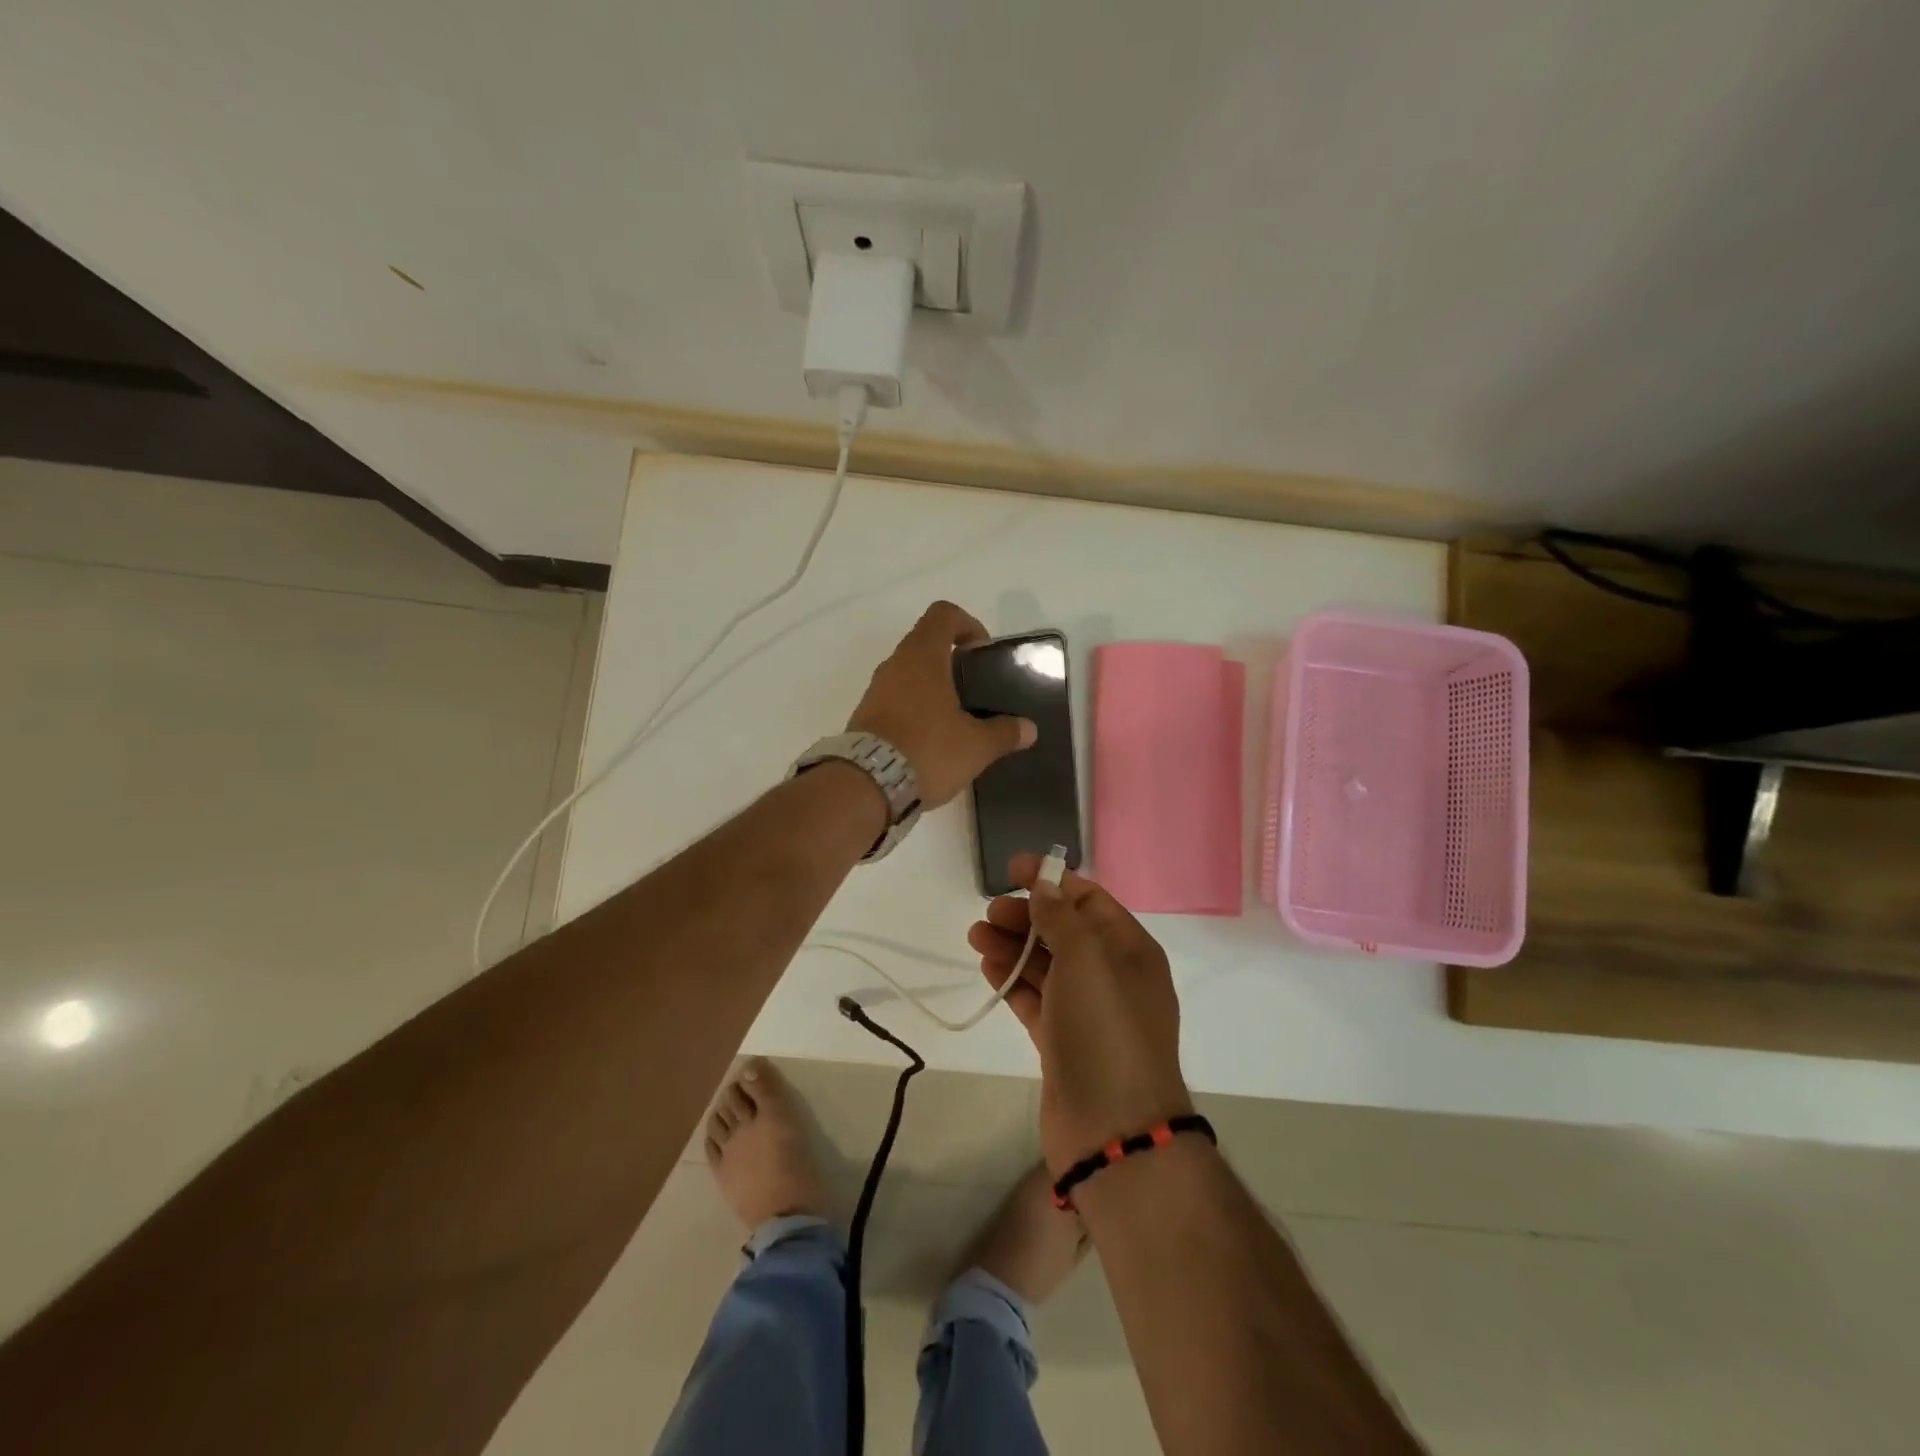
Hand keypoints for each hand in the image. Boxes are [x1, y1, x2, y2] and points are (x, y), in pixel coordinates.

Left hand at [847, 601, 1035, 807]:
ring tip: (956, 718)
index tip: (982, 652)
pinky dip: (914, 707)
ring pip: (908, 672)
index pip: (943, 614)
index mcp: (923, 657)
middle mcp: (895, 664)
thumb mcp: (976, 746)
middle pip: (925, 642)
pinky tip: (931, 738)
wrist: (866, 786)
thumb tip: (1029, 729)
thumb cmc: (927, 751)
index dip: (967, 624)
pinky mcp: (865, 715)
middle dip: (952, 659)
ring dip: (932, 685)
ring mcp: (875, 690)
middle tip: (975, 689)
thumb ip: (1005, 733)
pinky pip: (894, 698)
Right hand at [967, 854, 1193, 1173]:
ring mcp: (1088, 1012)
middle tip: (989, 913)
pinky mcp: (1064, 1042)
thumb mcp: (1086, 959)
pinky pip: (1036, 999)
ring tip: (976, 936)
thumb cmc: (1105, 1030)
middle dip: (1026, 916)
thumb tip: (1046, 882)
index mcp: (1130, 950)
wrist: (1112, 1131)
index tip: (1012, 869)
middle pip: (1064, 931)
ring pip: (1046, 965)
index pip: (1089, 900)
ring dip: (1013, 947)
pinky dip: (1013, 981)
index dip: (1052, 879)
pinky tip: (988, 967)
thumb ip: (1061, 916)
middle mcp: (1112, 976)